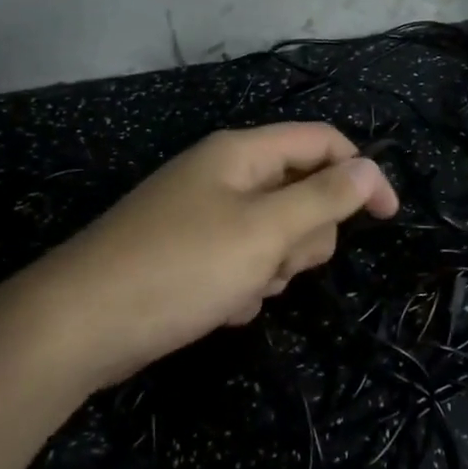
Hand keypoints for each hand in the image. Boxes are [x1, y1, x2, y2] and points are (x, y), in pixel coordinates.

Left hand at [29, 123, 398, 387]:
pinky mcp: (188, 252)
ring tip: (242, 288)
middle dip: (305, 233)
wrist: (79, 326)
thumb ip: (324, 198)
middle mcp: (224, 173)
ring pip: (275, 231)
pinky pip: (242, 259)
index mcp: (242, 152)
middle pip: (301, 189)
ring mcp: (203, 213)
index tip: (388, 218)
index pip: (322, 142)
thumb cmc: (182, 268)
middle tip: (280, 261)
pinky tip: (220, 306)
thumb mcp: (265, 232)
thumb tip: (369, 169)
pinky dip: (243, 284)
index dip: (361, 173)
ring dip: (274, 265)